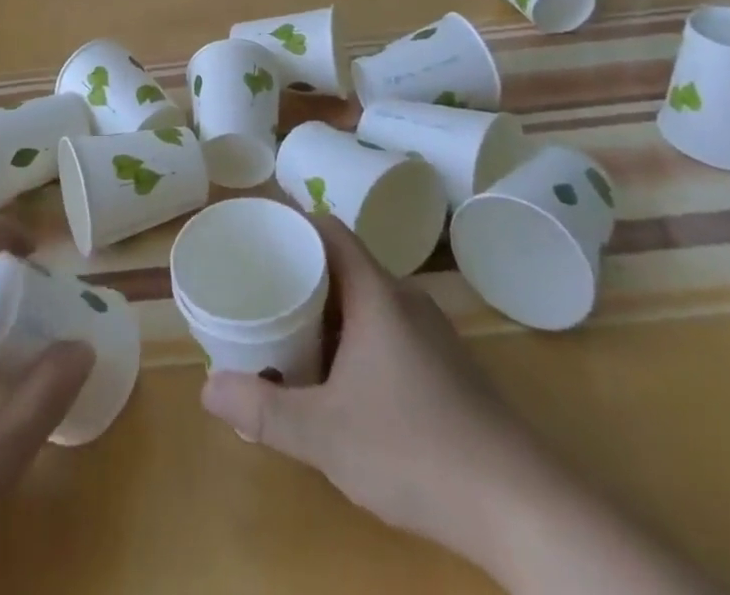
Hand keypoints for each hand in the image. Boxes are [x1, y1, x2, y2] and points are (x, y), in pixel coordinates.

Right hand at [201, 216, 711, 593]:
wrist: (522, 507)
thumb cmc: (414, 450)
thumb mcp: (324, 434)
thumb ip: (263, 409)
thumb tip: (207, 387)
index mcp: (376, 294)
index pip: (329, 229)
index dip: (292, 221)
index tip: (257, 231)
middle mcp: (405, 301)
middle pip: (345, 264)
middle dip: (301, 272)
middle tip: (259, 288)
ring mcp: (431, 335)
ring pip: (368, 301)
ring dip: (328, 310)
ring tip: (289, 331)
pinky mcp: (448, 370)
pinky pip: (388, 331)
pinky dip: (355, 338)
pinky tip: (341, 380)